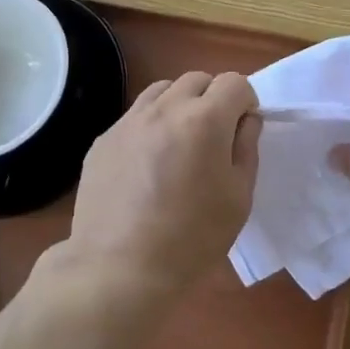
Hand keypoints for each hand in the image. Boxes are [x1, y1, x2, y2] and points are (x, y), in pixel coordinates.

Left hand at [61, 71, 260, 314]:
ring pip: (162, 91)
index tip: (242, 130)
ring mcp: (128, 121)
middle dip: (213, 98)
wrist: (120, 269)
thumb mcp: (239, 198)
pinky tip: (146, 166)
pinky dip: (149, 127)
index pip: (234, 82)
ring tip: (179, 144)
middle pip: (197, 79)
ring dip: (179, 105)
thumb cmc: (192, 238)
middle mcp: (164, 109)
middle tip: (213, 138)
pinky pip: (134, 117)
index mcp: (204, 120)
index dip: (245, 102)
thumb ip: (246, 148)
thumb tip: (245, 119)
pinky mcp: (103, 139)